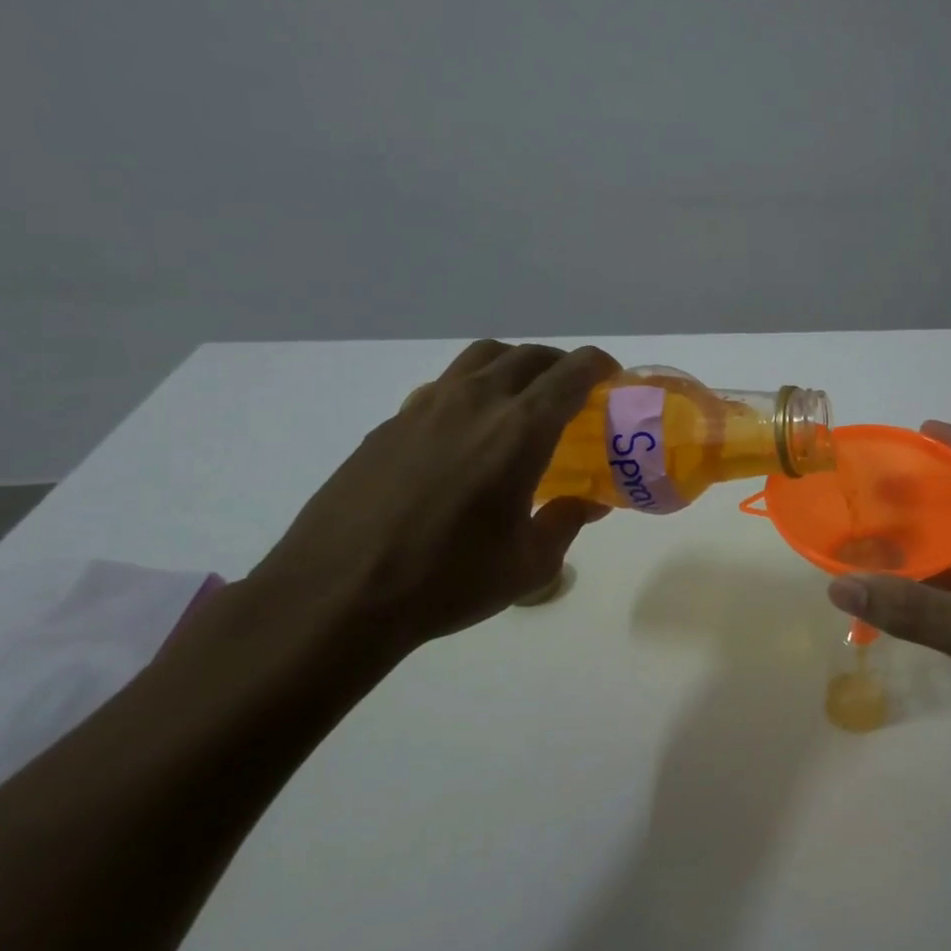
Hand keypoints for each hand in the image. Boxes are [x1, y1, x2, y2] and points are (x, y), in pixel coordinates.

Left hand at [247, 340, 617, 659]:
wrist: (338, 594)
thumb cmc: (448, 580)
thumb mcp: (529, 565)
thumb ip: (565, 523)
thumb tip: (586, 504)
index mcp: (518, 431)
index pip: (570, 374)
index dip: (598, 366)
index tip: (612, 376)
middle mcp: (474, 403)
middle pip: (527, 356)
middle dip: (560, 364)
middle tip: (574, 391)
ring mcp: (425, 408)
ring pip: (481, 359)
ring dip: (514, 366)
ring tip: (522, 401)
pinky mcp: (389, 424)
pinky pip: (443, 387)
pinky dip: (471, 392)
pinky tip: (467, 435)